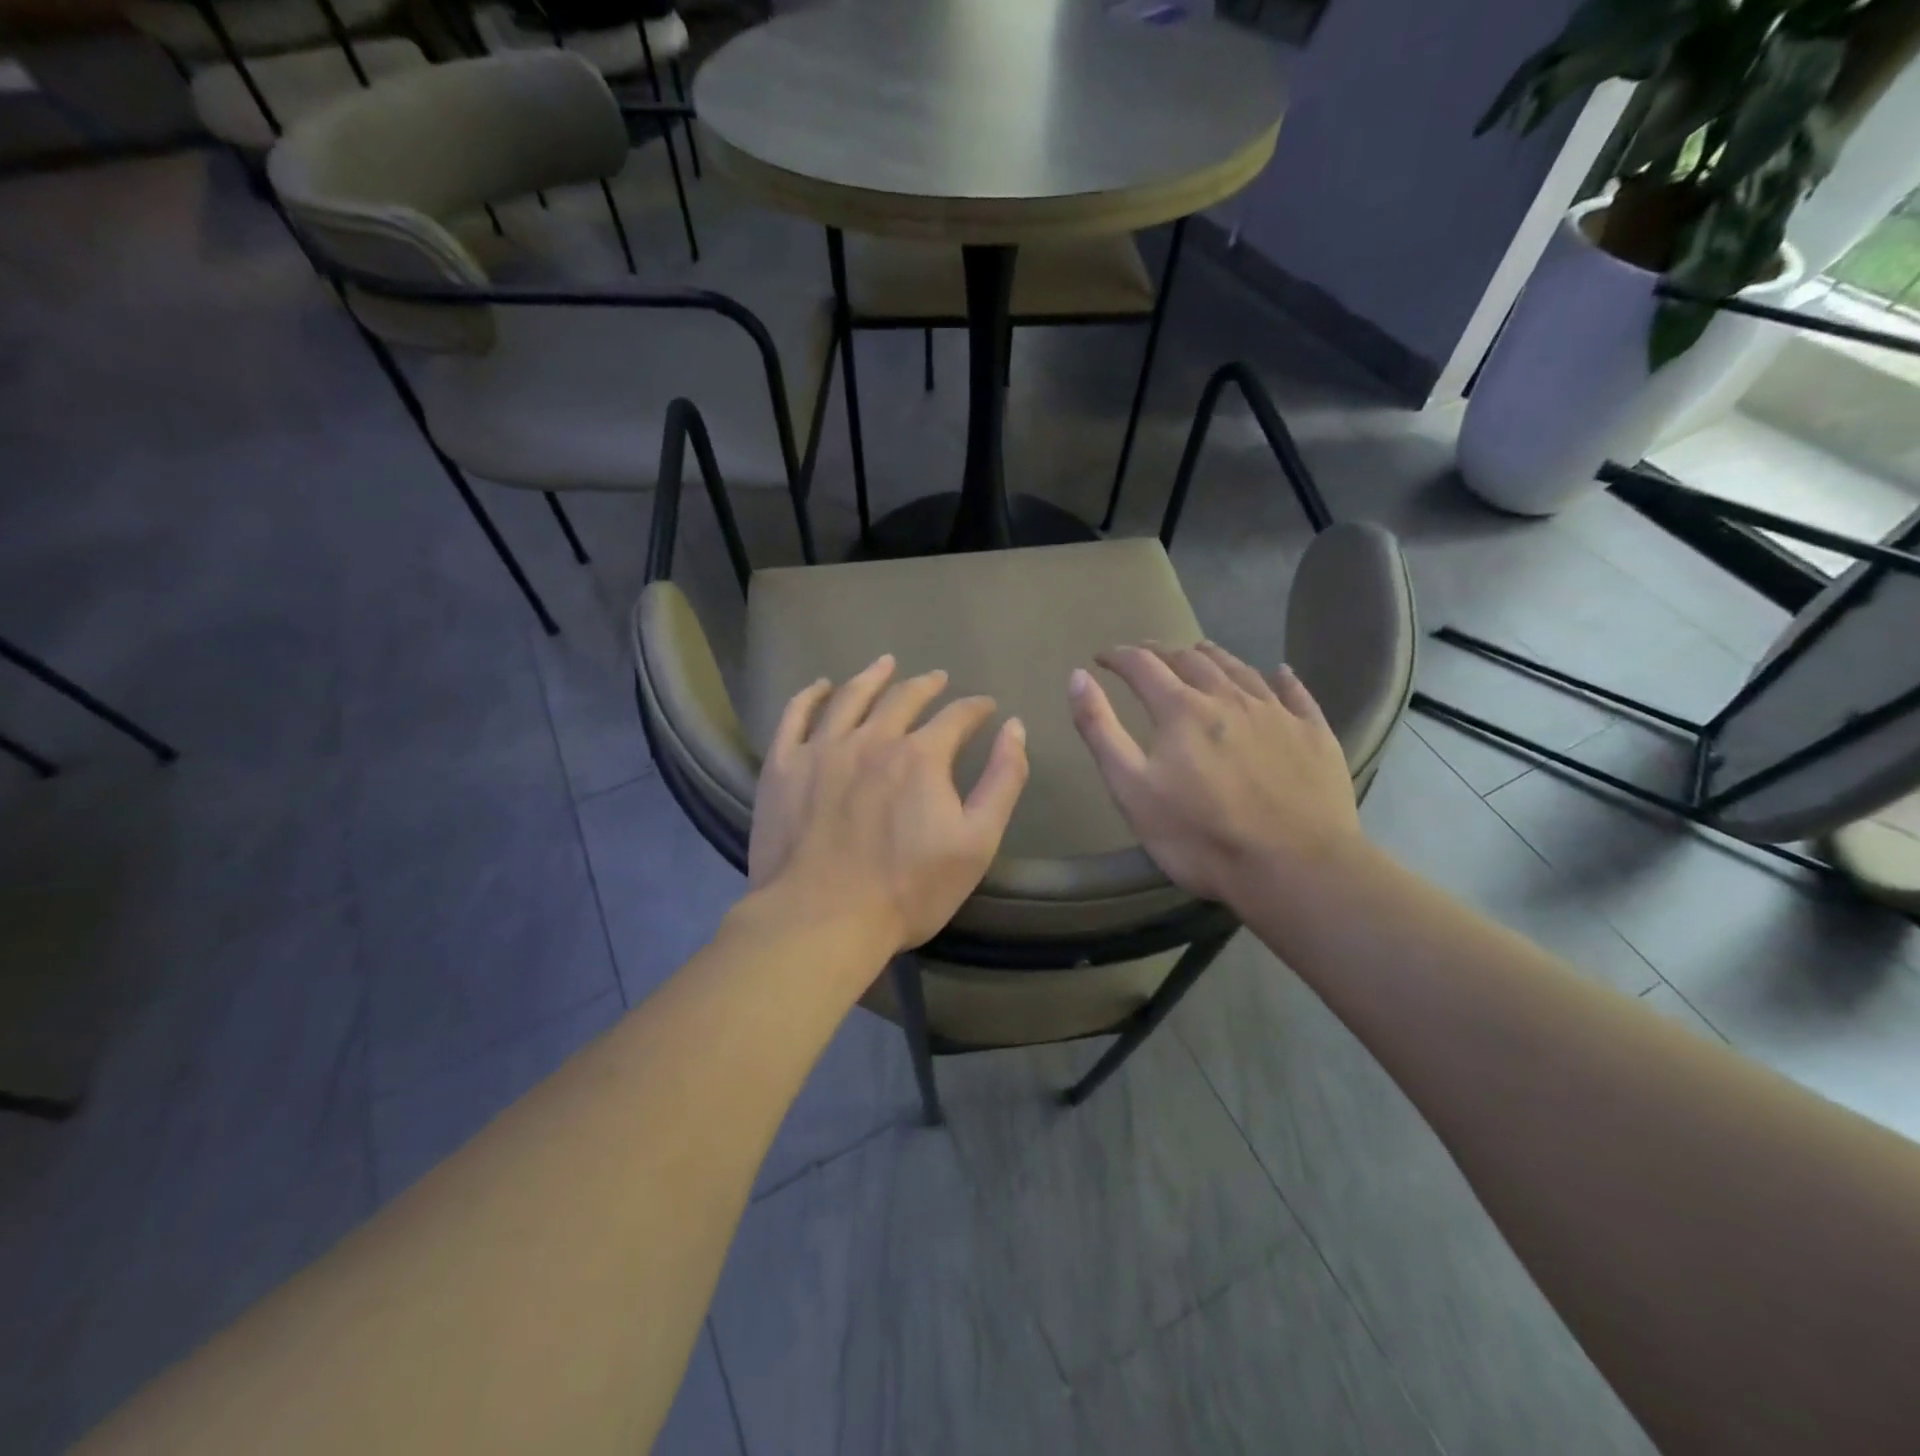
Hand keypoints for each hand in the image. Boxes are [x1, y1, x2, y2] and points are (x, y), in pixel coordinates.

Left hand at [749, 655, 1029, 953]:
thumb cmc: (908, 889)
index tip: (985, 707)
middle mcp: (872, 738)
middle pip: (903, 697)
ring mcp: (822, 749)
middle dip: (926, 685)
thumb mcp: (977, 842)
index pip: (957, 716)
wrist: (821, 920)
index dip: (975, 708)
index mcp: (921, 756)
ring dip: (872, 677)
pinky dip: (810, 695)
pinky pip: (795, 716)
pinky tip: (820, 686)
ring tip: (884, 664)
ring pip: (850, 696)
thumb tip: (1014, 727)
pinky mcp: (783, 766)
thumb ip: (1002, 780)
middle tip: (937, 678)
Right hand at [1068, 643, 1360, 907]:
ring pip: (1240, 669)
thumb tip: (1077, 677)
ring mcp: (1276, 713)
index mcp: (1181, 710)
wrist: (1294, 868)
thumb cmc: (1200, 836)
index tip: (1102, 657)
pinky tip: (1279, 672)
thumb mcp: (1131, 789)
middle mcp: (1229, 697)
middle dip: (1163, 652)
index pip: (1142, 666)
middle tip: (1147, 655)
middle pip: (1191, 660)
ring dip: (1213, 656)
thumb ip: (1100, 730)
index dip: (1118, 656)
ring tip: (1199, 652)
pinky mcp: (1313, 733)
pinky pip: (1295, 692)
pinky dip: (1280, 677)